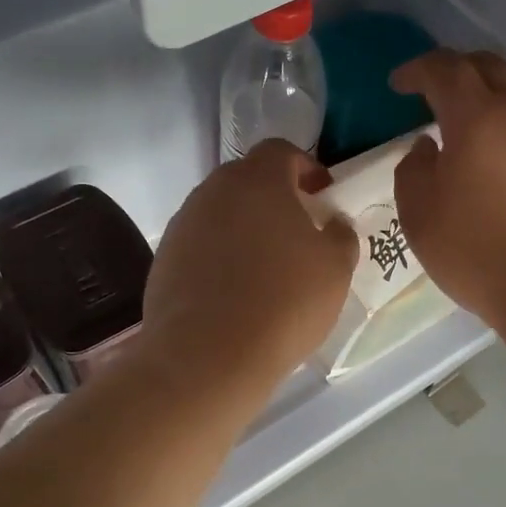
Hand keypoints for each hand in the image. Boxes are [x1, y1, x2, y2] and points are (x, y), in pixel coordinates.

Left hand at [141, 141, 358, 393]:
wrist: (207, 356)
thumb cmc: (283, 302)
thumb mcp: (335, 268)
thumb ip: (341, 235)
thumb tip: (334, 223)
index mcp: (257, 180)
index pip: (281, 151)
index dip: (305, 167)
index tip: (321, 195)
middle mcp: (213, 191)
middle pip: (247, 179)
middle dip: (274, 197)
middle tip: (297, 231)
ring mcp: (183, 224)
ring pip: (221, 212)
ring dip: (245, 227)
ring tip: (265, 266)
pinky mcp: (164, 259)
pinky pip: (200, 244)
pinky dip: (219, 256)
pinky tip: (234, 291)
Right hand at [391, 49, 505, 332]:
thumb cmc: (479, 252)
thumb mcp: (419, 216)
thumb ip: (412, 170)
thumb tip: (427, 147)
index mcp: (478, 119)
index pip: (446, 69)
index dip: (418, 69)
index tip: (399, 83)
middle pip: (490, 69)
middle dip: (458, 71)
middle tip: (434, 93)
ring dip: (489, 110)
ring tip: (469, 146)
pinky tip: (504, 180)